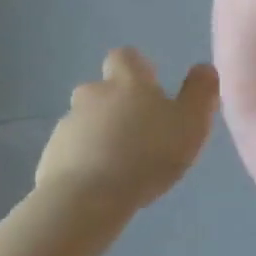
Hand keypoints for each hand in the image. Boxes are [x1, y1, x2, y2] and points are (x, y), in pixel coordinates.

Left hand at [35, 48, 218, 209]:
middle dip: (117, 104)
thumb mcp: (191, 123)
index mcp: (128, 82)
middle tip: (140, 130)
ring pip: (87, 121)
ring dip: (102, 133)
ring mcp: (67, 125)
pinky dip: (86, 160)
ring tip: (123, 163)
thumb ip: (200, 92)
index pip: (126, 57)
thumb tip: (203, 68)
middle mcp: (93, 95)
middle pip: (102, 89)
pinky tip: (102, 183)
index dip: (138, 68)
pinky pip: (72, 151)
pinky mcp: (51, 156)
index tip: (151, 87)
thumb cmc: (148, 154)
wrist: (87, 198)